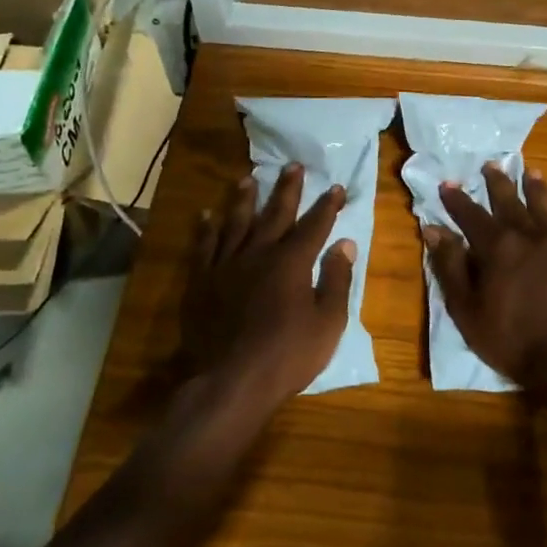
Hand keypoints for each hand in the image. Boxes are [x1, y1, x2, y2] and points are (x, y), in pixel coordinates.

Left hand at [182, 163, 355, 407]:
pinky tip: (206, 215)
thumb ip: (337, 280)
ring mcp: (226, 265)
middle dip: (287, 189)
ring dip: (244, 199)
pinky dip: (206, 228)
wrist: (231, 380)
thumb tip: (345, 244)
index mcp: (292, 262)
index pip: (314, 226)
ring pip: (236, 222)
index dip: (327, 206)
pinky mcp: (201, 281)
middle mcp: (259, 254)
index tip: (336, 187)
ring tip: (248, 178)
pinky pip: (204, 246)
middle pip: (275, 214)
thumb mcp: (328, 322)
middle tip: (293, 166)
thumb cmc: (288, 355)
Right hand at [423, 164, 546, 389]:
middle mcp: (529, 236)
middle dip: (498, 183)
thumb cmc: (509, 339)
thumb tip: (433, 230)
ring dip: (536, 189)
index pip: (471, 215)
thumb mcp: (466, 308)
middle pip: (510, 202)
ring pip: (545, 208)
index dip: (457, 199)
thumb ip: (450, 266)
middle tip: (491, 164)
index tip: (447, 184)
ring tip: (531, 172)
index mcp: (497, 247)